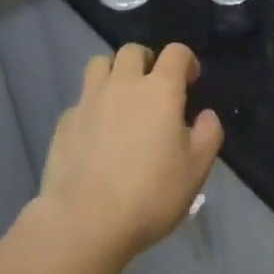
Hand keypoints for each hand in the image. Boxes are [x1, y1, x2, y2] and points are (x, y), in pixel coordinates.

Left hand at [39, 43, 223, 262]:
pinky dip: (92, 106)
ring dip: (113, 72)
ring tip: (121, 99)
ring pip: (99, 64)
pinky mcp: (64, 123)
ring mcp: (89, 101)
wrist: (84, 223)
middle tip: (153, 87)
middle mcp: (123, 84)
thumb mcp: (197, 169)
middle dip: (147, 61)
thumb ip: (208, 134)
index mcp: (160, 89)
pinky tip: (96, 133)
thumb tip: (205, 115)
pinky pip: (81, 100)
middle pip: (133, 50)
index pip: (176, 52)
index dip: (186, 60)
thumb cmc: (150, 194)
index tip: (190, 81)